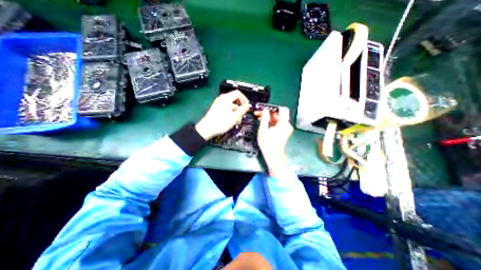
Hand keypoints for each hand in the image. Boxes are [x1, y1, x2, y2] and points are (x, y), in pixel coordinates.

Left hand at [195, 91, 249, 141]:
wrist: (207, 129)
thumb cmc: (221, 122)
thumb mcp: (235, 116)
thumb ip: (243, 110)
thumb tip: (248, 106)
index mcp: (226, 98)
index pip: (238, 93)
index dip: (244, 99)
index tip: (247, 106)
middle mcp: (222, 99)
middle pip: (234, 99)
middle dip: (240, 106)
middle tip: (243, 113)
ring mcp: (219, 104)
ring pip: (231, 104)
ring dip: (236, 110)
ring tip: (238, 118)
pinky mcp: (217, 109)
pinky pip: (226, 108)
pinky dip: (231, 112)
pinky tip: (232, 120)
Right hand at [255, 106, 293, 173]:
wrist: (273, 156)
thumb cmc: (267, 144)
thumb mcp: (263, 130)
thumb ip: (264, 118)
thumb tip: (265, 110)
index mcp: (284, 123)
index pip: (282, 109)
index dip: (273, 108)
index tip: (264, 109)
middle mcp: (287, 125)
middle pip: (279, 114)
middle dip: (269, 113)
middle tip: (259, 114)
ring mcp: (286, 129)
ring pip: (278, 119)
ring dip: (269, 118)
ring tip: (260, 119)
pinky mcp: (284, 133)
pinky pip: (278, 124)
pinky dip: (271, 123)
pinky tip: (264, 124)